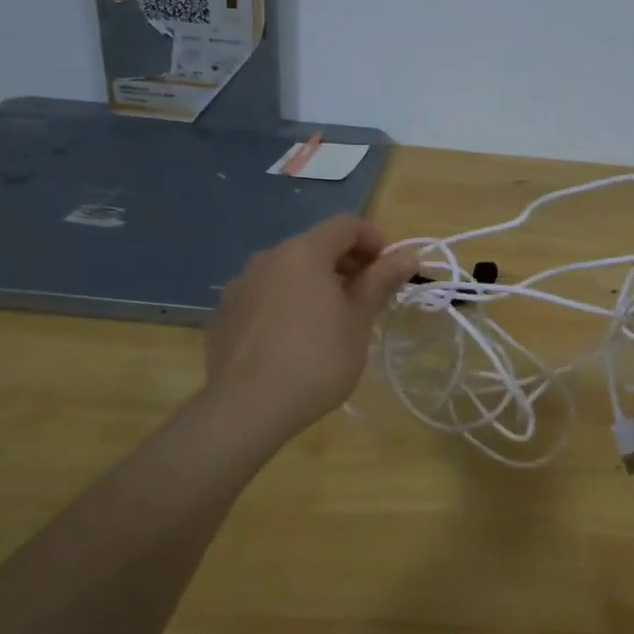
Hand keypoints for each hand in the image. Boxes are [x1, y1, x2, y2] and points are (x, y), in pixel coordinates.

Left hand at [203, 213, 421, 447]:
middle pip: (316, 245)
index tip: (389, 271)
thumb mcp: (358, 321)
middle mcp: (268, 258)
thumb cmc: (316, 360)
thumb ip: (380, 282)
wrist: (246, 408)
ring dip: (316, 284)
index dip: (375, 240)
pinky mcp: (226, 314)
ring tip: (332, 321)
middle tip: (367, 299)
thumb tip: (407, 257)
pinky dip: (288, 302)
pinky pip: (266, 295)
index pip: (346, 225)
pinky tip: (295, 340)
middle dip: (347, 264)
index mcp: (303, 252)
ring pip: (289, 271)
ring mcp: (241, 285)